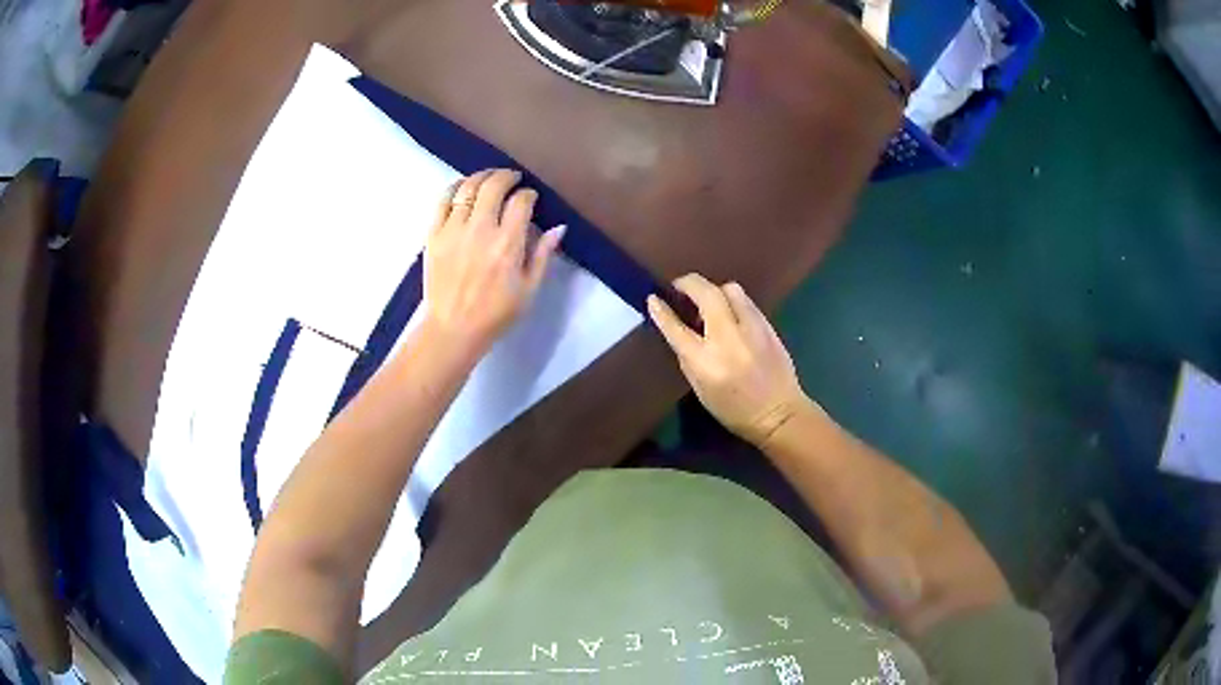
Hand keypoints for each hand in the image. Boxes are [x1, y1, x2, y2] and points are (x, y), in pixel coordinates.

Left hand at [423, 168, 564, 355]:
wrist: (453, 329)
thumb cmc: (495, 313)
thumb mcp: (529, 289)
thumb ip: (543, 255)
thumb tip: (558, 227)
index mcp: (507, 244)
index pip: (521, 201)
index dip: (529, 194)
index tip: (531, 198)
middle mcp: (480, 229)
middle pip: (494, 185)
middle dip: (507, 176)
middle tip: (512, 179)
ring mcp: (453, 229)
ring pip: (468, 187)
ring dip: (482, 177)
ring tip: (489, 178)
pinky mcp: (434, 234)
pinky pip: (443, 200)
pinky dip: (455, 188)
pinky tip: (463, 187)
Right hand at [647, 274, 809, 445]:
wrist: (779, 413)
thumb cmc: (734, 409)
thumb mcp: (700, 388)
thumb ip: (688, 356)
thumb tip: (682, 330)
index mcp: (705, 361)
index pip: (676, 328)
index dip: (661, 311)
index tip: (653, 298)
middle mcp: (728, 338)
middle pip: (706, 294)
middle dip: (688, 283)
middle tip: (679, 287)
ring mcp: (751, 328)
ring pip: (730, 289)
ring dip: (714, 290)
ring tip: (708, 302)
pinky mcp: (768, 326)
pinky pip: (746, 302)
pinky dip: (733, 302)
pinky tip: (730, 315)